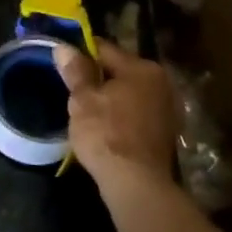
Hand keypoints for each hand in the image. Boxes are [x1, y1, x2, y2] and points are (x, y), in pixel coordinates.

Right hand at [54, 40, 178, 194]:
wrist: (136, 183)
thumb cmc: (106, 134)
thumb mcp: (83, 100)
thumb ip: (76, 71)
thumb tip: (64, 48)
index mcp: (142, 68)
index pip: (105, 49)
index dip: (81, 53)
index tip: (63, 62)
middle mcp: (162, 83)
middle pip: (120, 70)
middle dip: (98, 77)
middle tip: (73, 89)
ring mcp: (168, 108)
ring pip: (130, 93)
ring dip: (111, 97)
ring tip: (87, 109)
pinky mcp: (166, 132)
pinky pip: (138, 112)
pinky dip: (123, 115)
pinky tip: (106, 126)